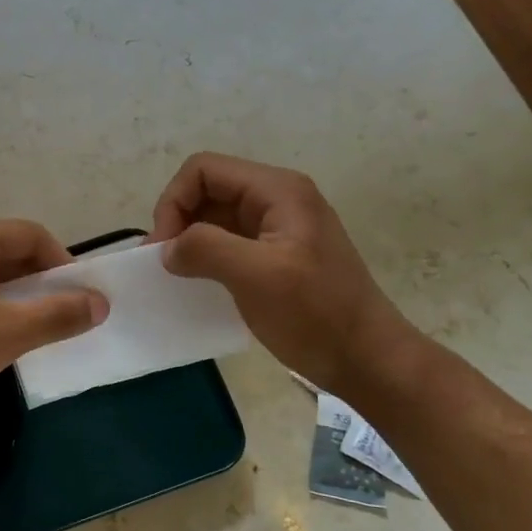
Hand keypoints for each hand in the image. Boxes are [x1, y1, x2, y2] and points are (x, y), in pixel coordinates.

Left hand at [0, 219, 106, 425]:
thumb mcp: (6, 334)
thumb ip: (58, 314)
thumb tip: (100, 303)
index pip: (32, 235)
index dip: (64, 265)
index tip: (82, 301)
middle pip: (11, 252)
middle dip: (42, 284)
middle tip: (60, 320)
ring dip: (18, 301)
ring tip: (32, 335)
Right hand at [149, 152, 414, 393]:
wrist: (367, 360)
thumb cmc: (315, 314)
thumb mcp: (257, 276)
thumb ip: (206, 249)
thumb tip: (168, 249)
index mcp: (277, 190)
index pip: (203, 170)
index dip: (174, 202)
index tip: (164, 248)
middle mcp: (278, 199)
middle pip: (208, 190)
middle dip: (179, 221)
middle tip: (166, 265)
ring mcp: (279, 228)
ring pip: (216, 217)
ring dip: (190, 241)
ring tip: (179, 276)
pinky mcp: (277, 256)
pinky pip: (230, 243)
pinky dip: (207, 258)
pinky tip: (201, 285)